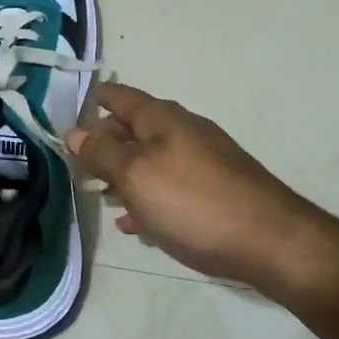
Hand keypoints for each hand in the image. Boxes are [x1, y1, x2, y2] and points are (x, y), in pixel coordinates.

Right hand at [64, 83, 338, 294]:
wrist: (270, 242)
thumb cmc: (192, 202)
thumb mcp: (135, 175)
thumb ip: (102, 152)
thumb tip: (75, 131)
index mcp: (162, 118)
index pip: (120, 96)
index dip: (94, 100)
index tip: (68, 111)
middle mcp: (184, 131)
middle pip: (135, 129)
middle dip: (105, 142)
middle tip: (76, 162)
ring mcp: (203, 162)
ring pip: (151, 160)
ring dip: (124, 174)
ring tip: (99, 195)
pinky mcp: (215, 192)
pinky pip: (170, 188)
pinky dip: (148, 198)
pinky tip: (135, 223)